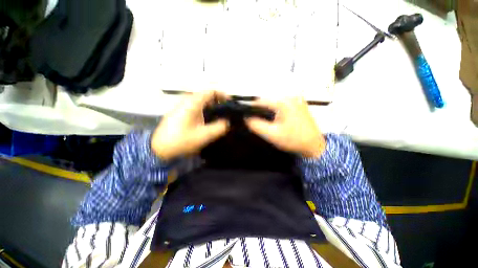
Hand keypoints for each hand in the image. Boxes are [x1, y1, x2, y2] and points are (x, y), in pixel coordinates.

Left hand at [151, 91, 228, 160]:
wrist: (159, 149)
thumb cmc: (181, 141)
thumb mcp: (204, 136)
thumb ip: (219, 128)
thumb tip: (227, 123)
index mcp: (192, 103)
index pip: (210, 92)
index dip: (222, 95)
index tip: (230, 102)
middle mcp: (186, 102)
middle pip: (205, 95)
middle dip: (217, 101)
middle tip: (226, 110)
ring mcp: (181, 107)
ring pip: (200, 101)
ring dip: (210, 105)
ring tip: (218, 114)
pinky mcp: (179, 114)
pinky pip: (195, 107)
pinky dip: (204, 110)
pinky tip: (206, 119)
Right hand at [245, 97, 325, 157]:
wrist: (314, 145)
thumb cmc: (293, 140)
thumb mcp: (272, 134)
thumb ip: (256, 125)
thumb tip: (246, 118)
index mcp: (283, 102)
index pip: (261, 101)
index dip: (251, 108)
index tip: (246, 115)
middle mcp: (290, 96)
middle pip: (268, 100)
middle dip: (260, 110)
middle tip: (257, 121)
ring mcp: (296, 99)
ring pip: (274, 102)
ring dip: (267, 110)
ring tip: (266, 121)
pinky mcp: (298, 103)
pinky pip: (281, 104)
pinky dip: (275, 110)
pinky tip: (275, 119)